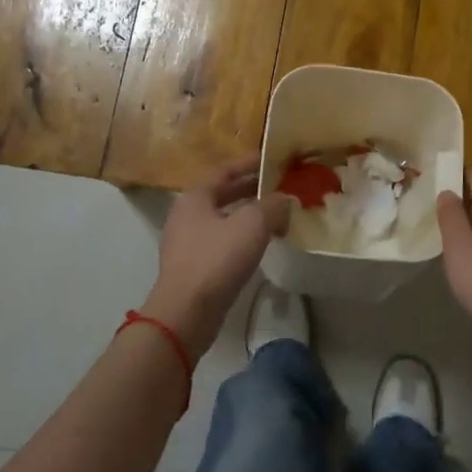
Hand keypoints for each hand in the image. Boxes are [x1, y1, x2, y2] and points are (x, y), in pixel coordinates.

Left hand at [141, 158, 292, 358]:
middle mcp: (186, 215)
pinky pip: (221, 242)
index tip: (271, 159)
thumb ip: (272, 206)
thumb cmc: (217, 259)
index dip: (249, 163)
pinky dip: (241, 236)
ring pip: (223, 219)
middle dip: (250, 189)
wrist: (186, 312)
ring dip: (248, 215)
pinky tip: (260, 244)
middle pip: (222, 194)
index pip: (225, 170)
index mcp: (195, 197)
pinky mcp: (193, 267)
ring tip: (275, 215)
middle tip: (278, 186)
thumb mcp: (252, 225)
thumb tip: (285, 200)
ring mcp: (187, 243)